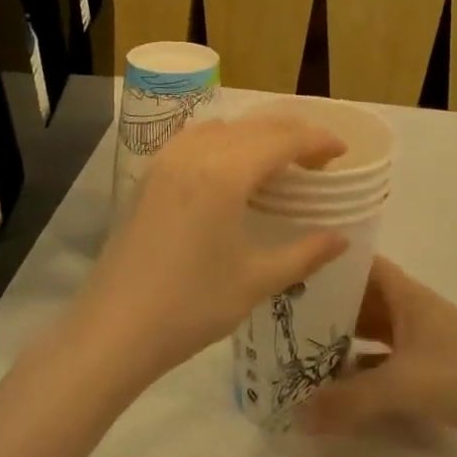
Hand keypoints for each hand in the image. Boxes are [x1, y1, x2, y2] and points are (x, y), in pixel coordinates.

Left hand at [71, 115, 348, 388]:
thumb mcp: (256, 281)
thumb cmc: (191, 306)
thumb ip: (305, 253)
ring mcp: (167, 160)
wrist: (114, 330)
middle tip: (319, 161)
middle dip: (292, 135)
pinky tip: (231, 169)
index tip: (342, 153)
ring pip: (224, 128)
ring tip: (279, 162)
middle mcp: (196, 153)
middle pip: (255, 126)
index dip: (317, 141)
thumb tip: (341, 238)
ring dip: (257, 135)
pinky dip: (225, 141)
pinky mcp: (150, 175)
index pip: (283, 140)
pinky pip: (196, 139)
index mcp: (225, 173)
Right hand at [303, 258, 456, 456]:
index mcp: (405, 295)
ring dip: (343, 344)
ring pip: (372, 335)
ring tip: (299, 355)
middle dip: (328, 309)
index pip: (362, 265)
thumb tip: (296, 416)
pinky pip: (384, 365)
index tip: (294, 268)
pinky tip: (336, 392)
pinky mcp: (429, 372)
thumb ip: (349, 402)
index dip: (332, 264)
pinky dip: (362, 374)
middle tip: (284, 319)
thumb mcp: (402, 385)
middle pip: (362, 301)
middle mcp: (410, 311)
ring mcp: (421, 342)